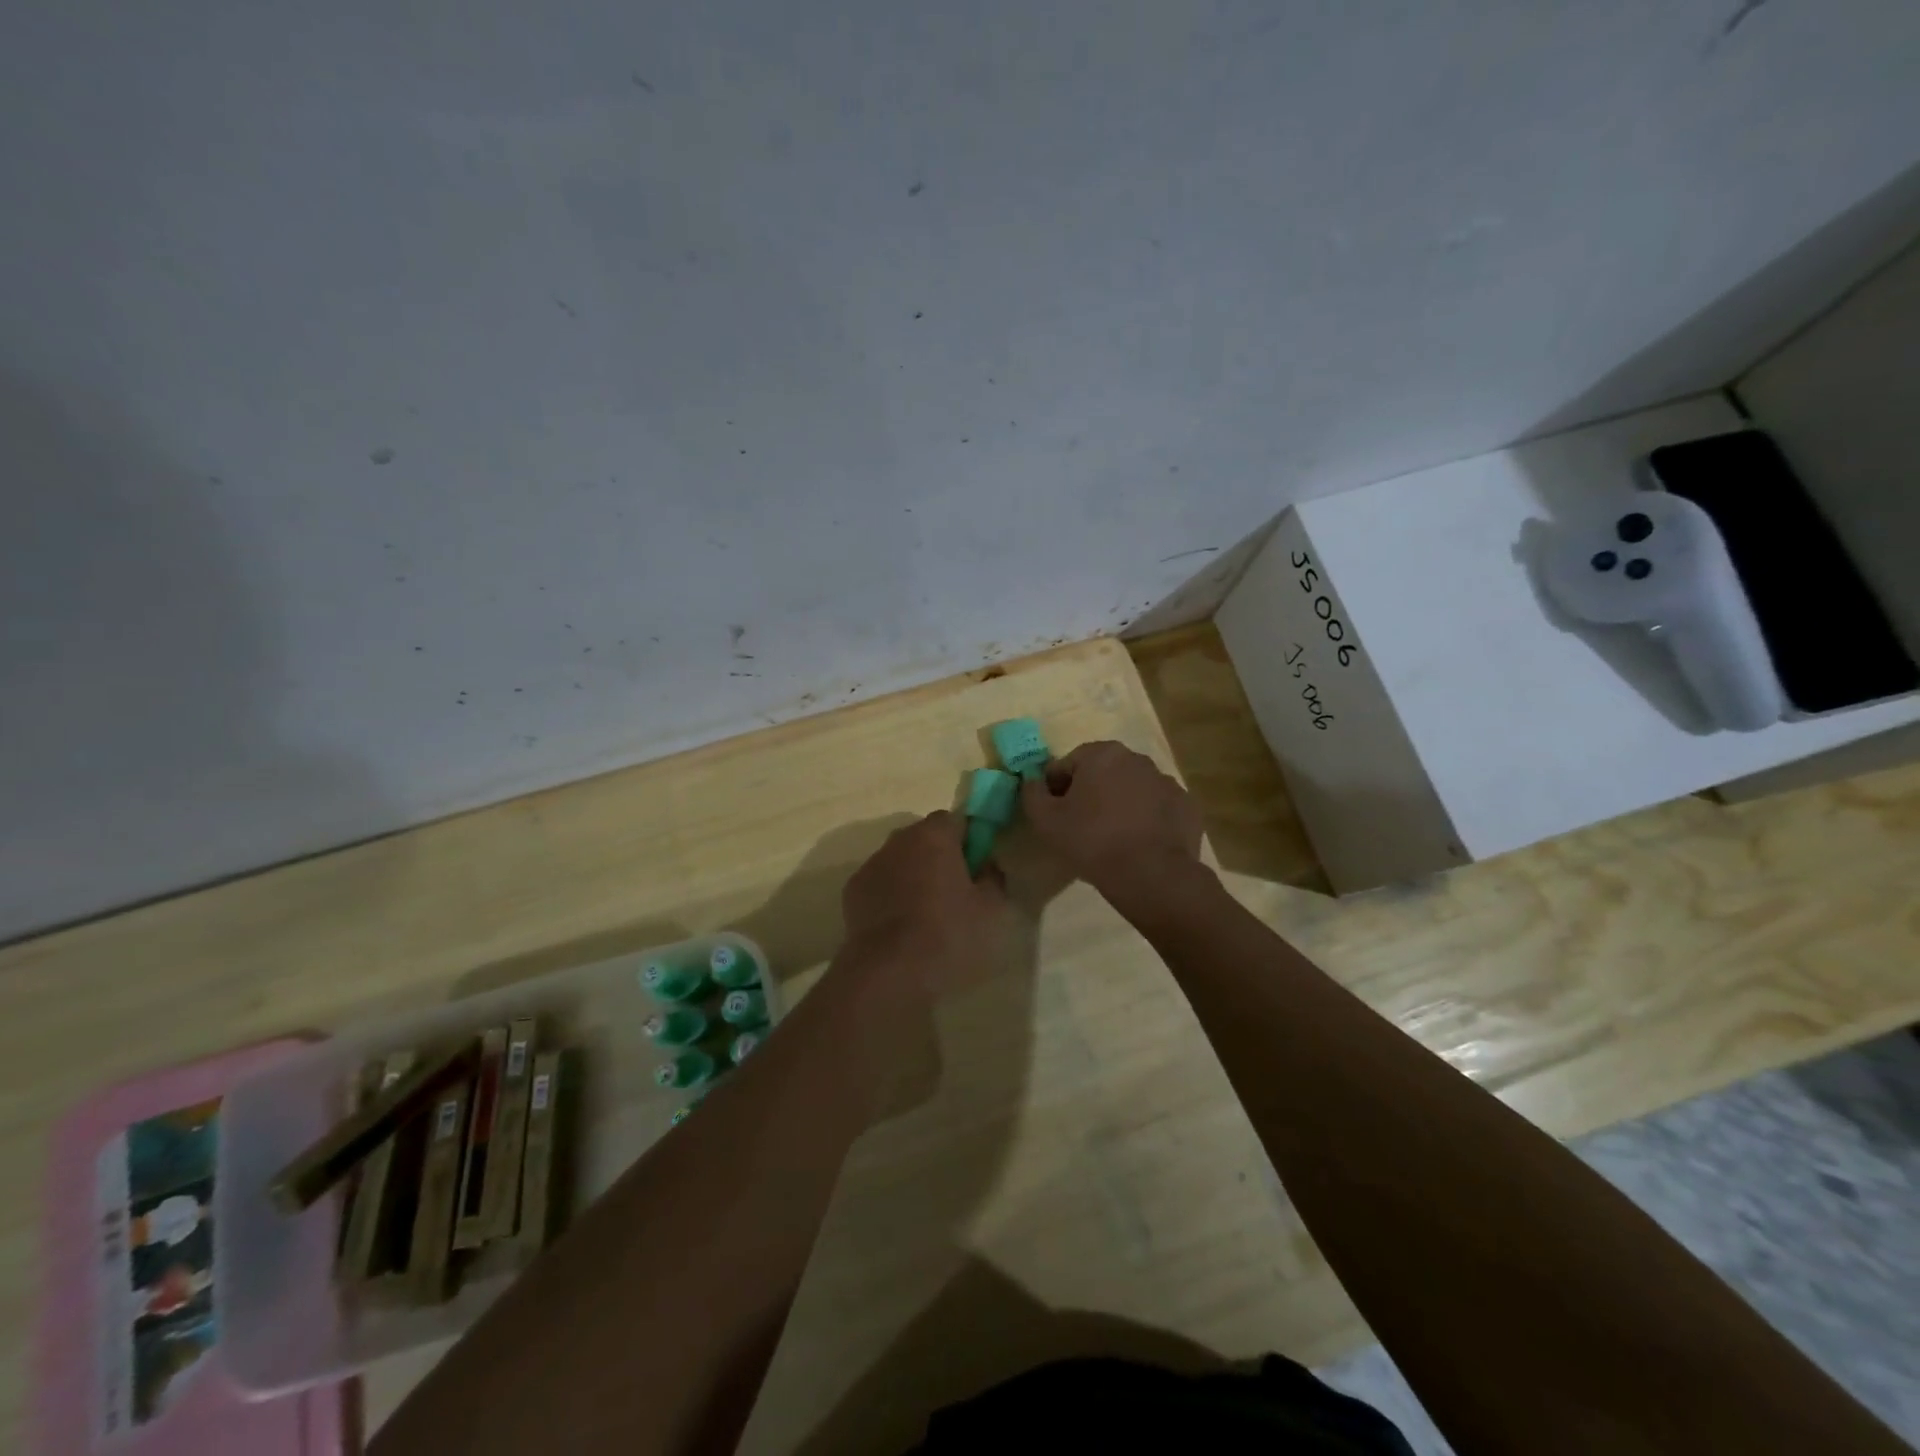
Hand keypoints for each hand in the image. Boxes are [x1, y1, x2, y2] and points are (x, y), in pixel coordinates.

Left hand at [840, 811, 1009, 999]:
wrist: (888, 972)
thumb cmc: (947, 934)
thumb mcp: (991, 910)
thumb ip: (994, 878)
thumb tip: (988, 866)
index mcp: (934, 836)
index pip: (955, 819)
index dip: (968, 840)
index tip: (976, 867)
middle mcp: (899, 840)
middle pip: (925, 837)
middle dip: (939, 856)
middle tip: (955, 892)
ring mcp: (871, 864)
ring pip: (900, 860)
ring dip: (913, 875)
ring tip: (926, 914)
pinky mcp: (852, 891)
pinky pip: (880, 883)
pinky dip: (890, 895)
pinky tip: (900, 926)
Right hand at [1020, 741, 1203, 898]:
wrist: (1152, 875)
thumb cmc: (1092, 841)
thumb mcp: (1046, 820)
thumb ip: (1032, 793)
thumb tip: (1032, 780)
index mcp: (1103, 754)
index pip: (1068, 764)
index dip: (1056, 789)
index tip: (1055, 814)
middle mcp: (1138, 759)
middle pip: (1103, 772)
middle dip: (1091, 793)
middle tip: (1082, 827)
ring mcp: (1167, 782)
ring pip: (1132, 789)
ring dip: (1120, 805)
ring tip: (1112, 839)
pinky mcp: (1187, 806)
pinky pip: (1158, 809)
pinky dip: (1147, 820)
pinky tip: (1139, 845)